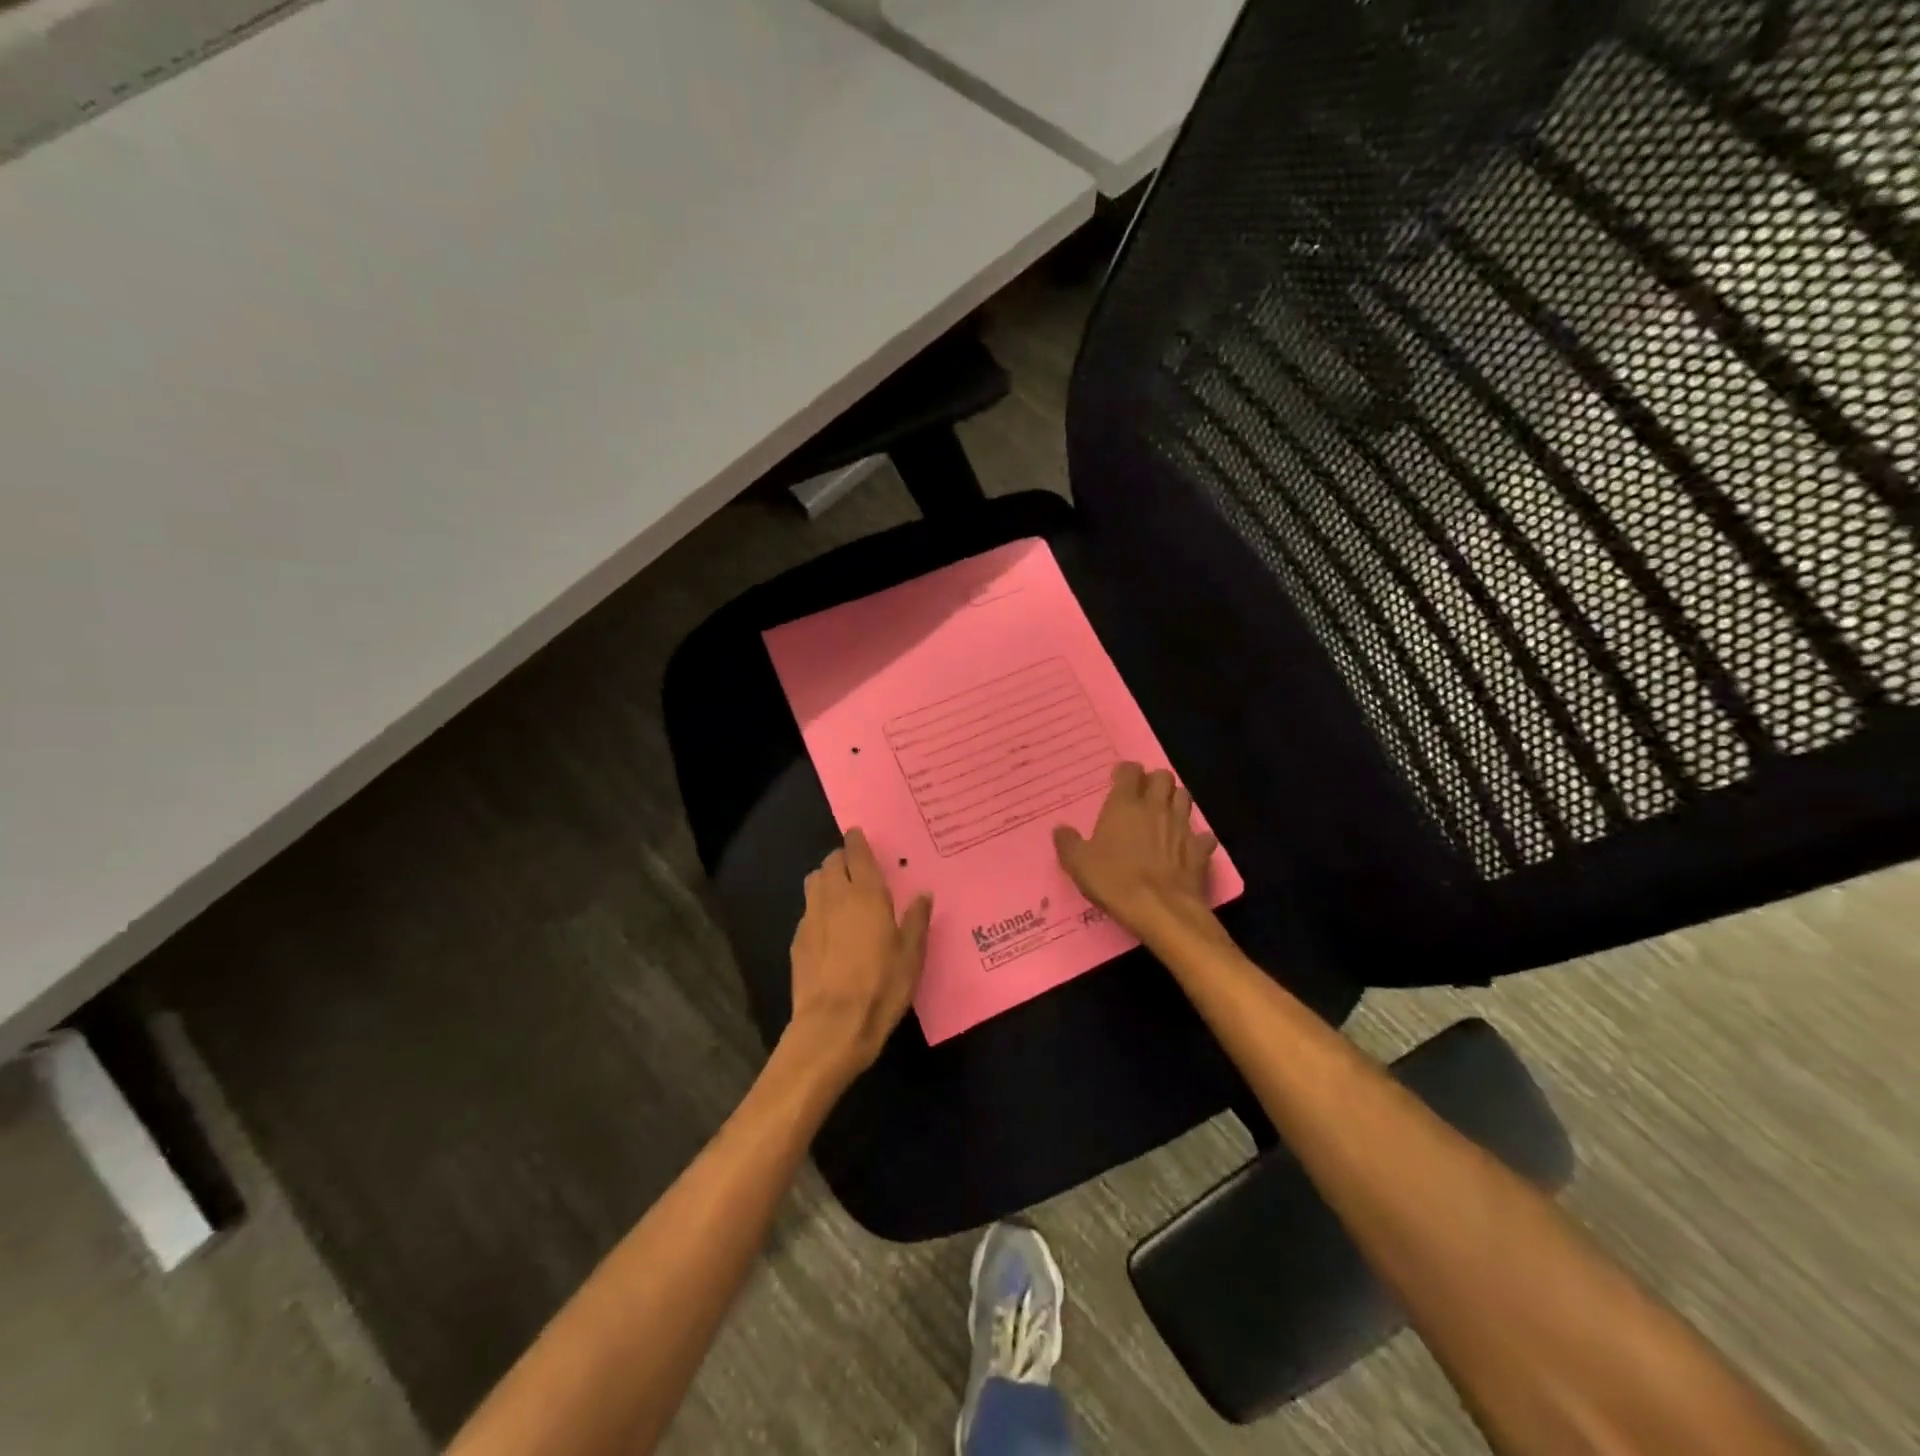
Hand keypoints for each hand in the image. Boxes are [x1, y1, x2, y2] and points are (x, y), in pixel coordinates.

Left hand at [786, 828, 932, 1080]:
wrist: (832, 1026)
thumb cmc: (881, 987)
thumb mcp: (911, 956)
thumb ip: (916, 921)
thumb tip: (923, 894)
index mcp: (867, 895)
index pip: (857, 854)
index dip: (857, 841)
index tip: (858, 834)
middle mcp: (835, 897)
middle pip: (831, 863)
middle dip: (842, 858)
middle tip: (856, 867)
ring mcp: (811, 918)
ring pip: (814, 882)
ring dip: (826, 878)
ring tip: (841, 892)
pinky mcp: (797, 940)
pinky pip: (808, 910)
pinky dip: (818, 908)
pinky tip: (829, 928)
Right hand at [1054, 763, 1218, 936]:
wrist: (1160, 910)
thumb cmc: (1115, 880)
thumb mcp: (1078, 864)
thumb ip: (1068, 842)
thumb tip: (1061, 829)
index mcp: (1125, 805)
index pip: (1131, 771)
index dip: (1126, 771)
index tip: (1118, 779)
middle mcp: (1156, 808)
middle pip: (1164, 777)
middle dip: (1155, 781)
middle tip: (1144, 795)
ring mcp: (1182, 827)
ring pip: (1185, 798)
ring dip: (1175, 800)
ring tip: (1165, 813)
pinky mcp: (1200, 850)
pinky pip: (1203, 835)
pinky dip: (1196, 837)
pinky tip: (1188, 846)